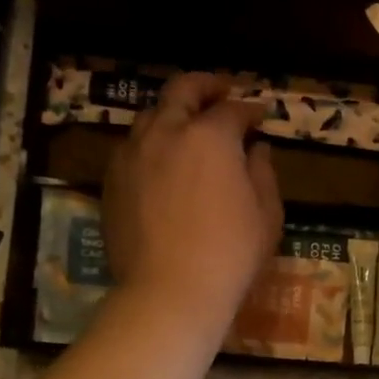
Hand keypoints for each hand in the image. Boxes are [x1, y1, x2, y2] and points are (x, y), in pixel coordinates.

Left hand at [103, 73, 282, 337]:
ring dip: (173, 112)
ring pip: (150, 115)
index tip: (261, 117)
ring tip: (188, 126)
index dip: (251, 110)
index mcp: (210, 137)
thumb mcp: (266, 215)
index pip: (233, 110)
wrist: (169, 292)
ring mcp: (133, 154)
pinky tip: (162, 161)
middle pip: (182, 91)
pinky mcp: (112, 180)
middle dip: (206, 86)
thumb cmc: (230, 255)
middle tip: (222, 92)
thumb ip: (263, 173)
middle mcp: (167, 132)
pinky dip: (151, 143)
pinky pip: (132, 147)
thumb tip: (257, 149)